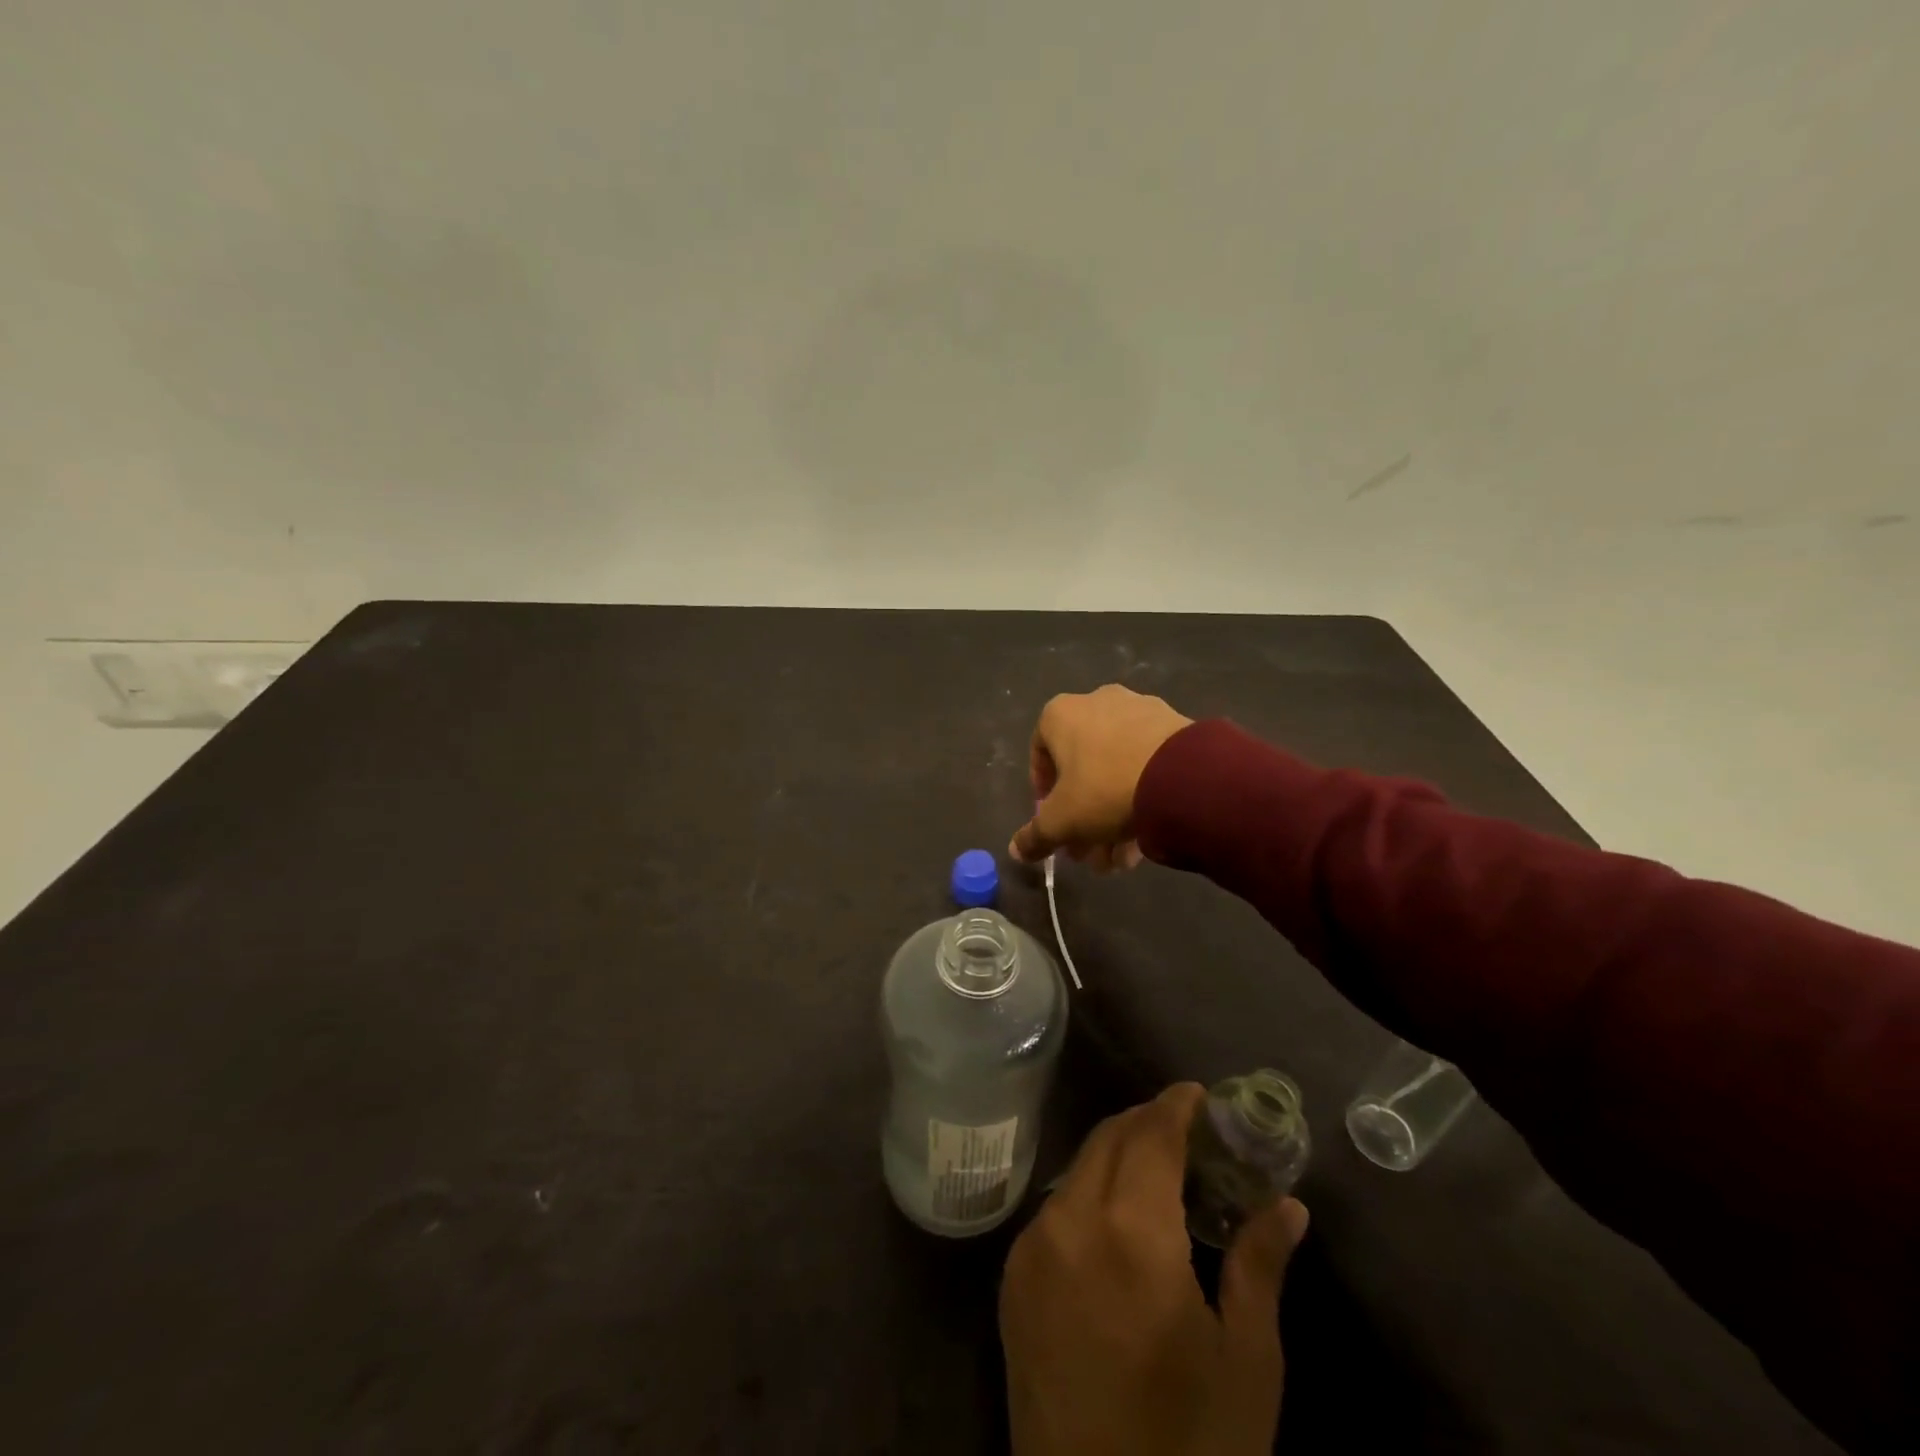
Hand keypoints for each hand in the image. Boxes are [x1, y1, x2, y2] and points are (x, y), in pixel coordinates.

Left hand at [999, 1084, 1309, 1455]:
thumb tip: (1288, 1206)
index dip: (1174, 1106)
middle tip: (1186, 1128)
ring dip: (1115, 1154)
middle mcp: (1069, 1222)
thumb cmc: (1191, 1450)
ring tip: (1157, 1169)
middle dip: (1146, 1122)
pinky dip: (1088, 1192)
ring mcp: (1030, 1250)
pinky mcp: (1011, 1281)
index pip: (1150, 1136)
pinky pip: (1054, 1209)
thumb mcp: (1246, 1363)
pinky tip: (1116, 1217)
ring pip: (1077, 1170)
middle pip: (1107, 1140)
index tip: (1198, 1093)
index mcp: (1129, 1234)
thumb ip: (1260, 1266)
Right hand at [1009, 685, 1192, 869]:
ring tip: (1122, 857)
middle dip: (1082, 815)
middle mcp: (1097, 702)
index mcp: (1061, 714)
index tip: (1054, 822)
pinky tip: (1148, 836)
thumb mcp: (1062, 821)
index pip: (1039, 753)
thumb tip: (1017, 850)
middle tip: (1088, 851)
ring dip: (1112, 815)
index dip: (1043, 794)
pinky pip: (1147, 763)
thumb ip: (1035, 836)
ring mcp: (1139, 710)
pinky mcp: (1174, 726)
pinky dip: (1141, 796)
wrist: (1183, 776)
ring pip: (1116, 769)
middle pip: (1081, 768)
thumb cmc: (1104, 790)